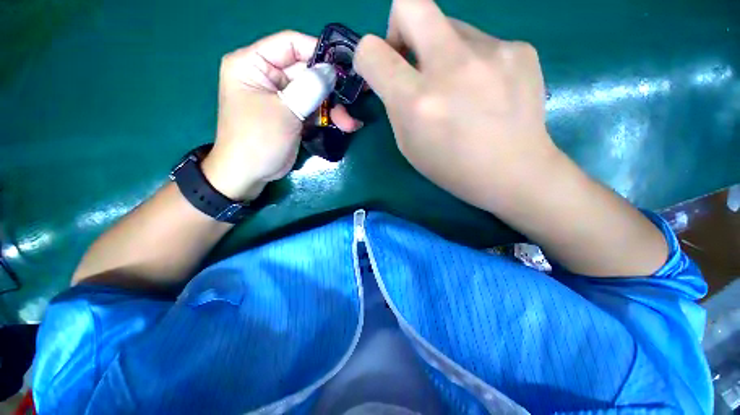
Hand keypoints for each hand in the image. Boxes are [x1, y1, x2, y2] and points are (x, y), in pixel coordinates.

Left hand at [202, 31, 362, 200]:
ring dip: (334, 108)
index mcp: (253, 63)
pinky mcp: (293, 114)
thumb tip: (331, 71)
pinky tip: (346, 125)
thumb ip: (309, 88)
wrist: (251, 174)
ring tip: (349, 123)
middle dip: (331, 88)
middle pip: (307, 71)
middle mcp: (268, 75)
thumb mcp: (283, 111)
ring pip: (315, 93)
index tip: (344, 65)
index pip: (290, 44)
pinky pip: (315, 109)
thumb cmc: (258, 140)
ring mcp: (282, 97)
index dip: (318, 51)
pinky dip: (329, 117)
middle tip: (354, 97)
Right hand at [354, 0, 559, 211]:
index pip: (372, 51)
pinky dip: (472, 60)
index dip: (367, 56)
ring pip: (449, 26)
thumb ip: (396, 105)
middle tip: (411, 57)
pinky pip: (479, 41)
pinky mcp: (519, 48)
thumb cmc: (452, 168)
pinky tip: (485, 89)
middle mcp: (451, 67)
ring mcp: (491, 52)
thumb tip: (396, 73)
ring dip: (441, 50)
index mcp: (417, 101)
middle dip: (398, 25)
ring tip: (459, 87)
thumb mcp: (409, 145)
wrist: (514, 172)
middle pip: (410, 2)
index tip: (379, 70)